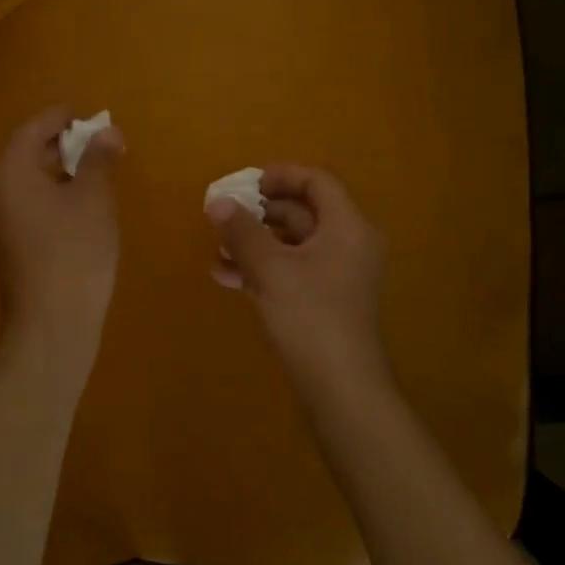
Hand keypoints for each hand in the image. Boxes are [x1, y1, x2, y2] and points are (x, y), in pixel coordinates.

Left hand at [0, 104, 124, 352]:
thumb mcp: (93, 197)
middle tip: (96, 139)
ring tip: (93, 168)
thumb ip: (98, 158)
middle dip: (61, 142)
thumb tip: (106, 130)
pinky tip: (79, 202)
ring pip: (27, 178)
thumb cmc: (75, 250)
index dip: (61, 117)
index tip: (87, 112)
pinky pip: (28, 201)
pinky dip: (51, 191)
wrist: (52, 321)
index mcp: (10, 170)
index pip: (33, 128)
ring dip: (57, 168)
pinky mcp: (8, 242)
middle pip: (26, 151)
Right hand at [207, 165, 395, 407]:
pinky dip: (263, 269)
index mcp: (347, 227)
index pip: (318, 183)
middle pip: (303, 213)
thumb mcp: (270, 269)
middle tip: (224, 213)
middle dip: (260, 212)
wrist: (341, 388)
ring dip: (255, 243)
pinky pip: (292, 272)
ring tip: (217, 248)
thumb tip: (216, 201)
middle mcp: (348, 245)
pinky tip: (226, 276)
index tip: (247, 183)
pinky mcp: (325, 302)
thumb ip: (242, 231)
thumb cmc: (310, 316)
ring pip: (293, 245)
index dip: (282, 176)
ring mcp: (338, 276)